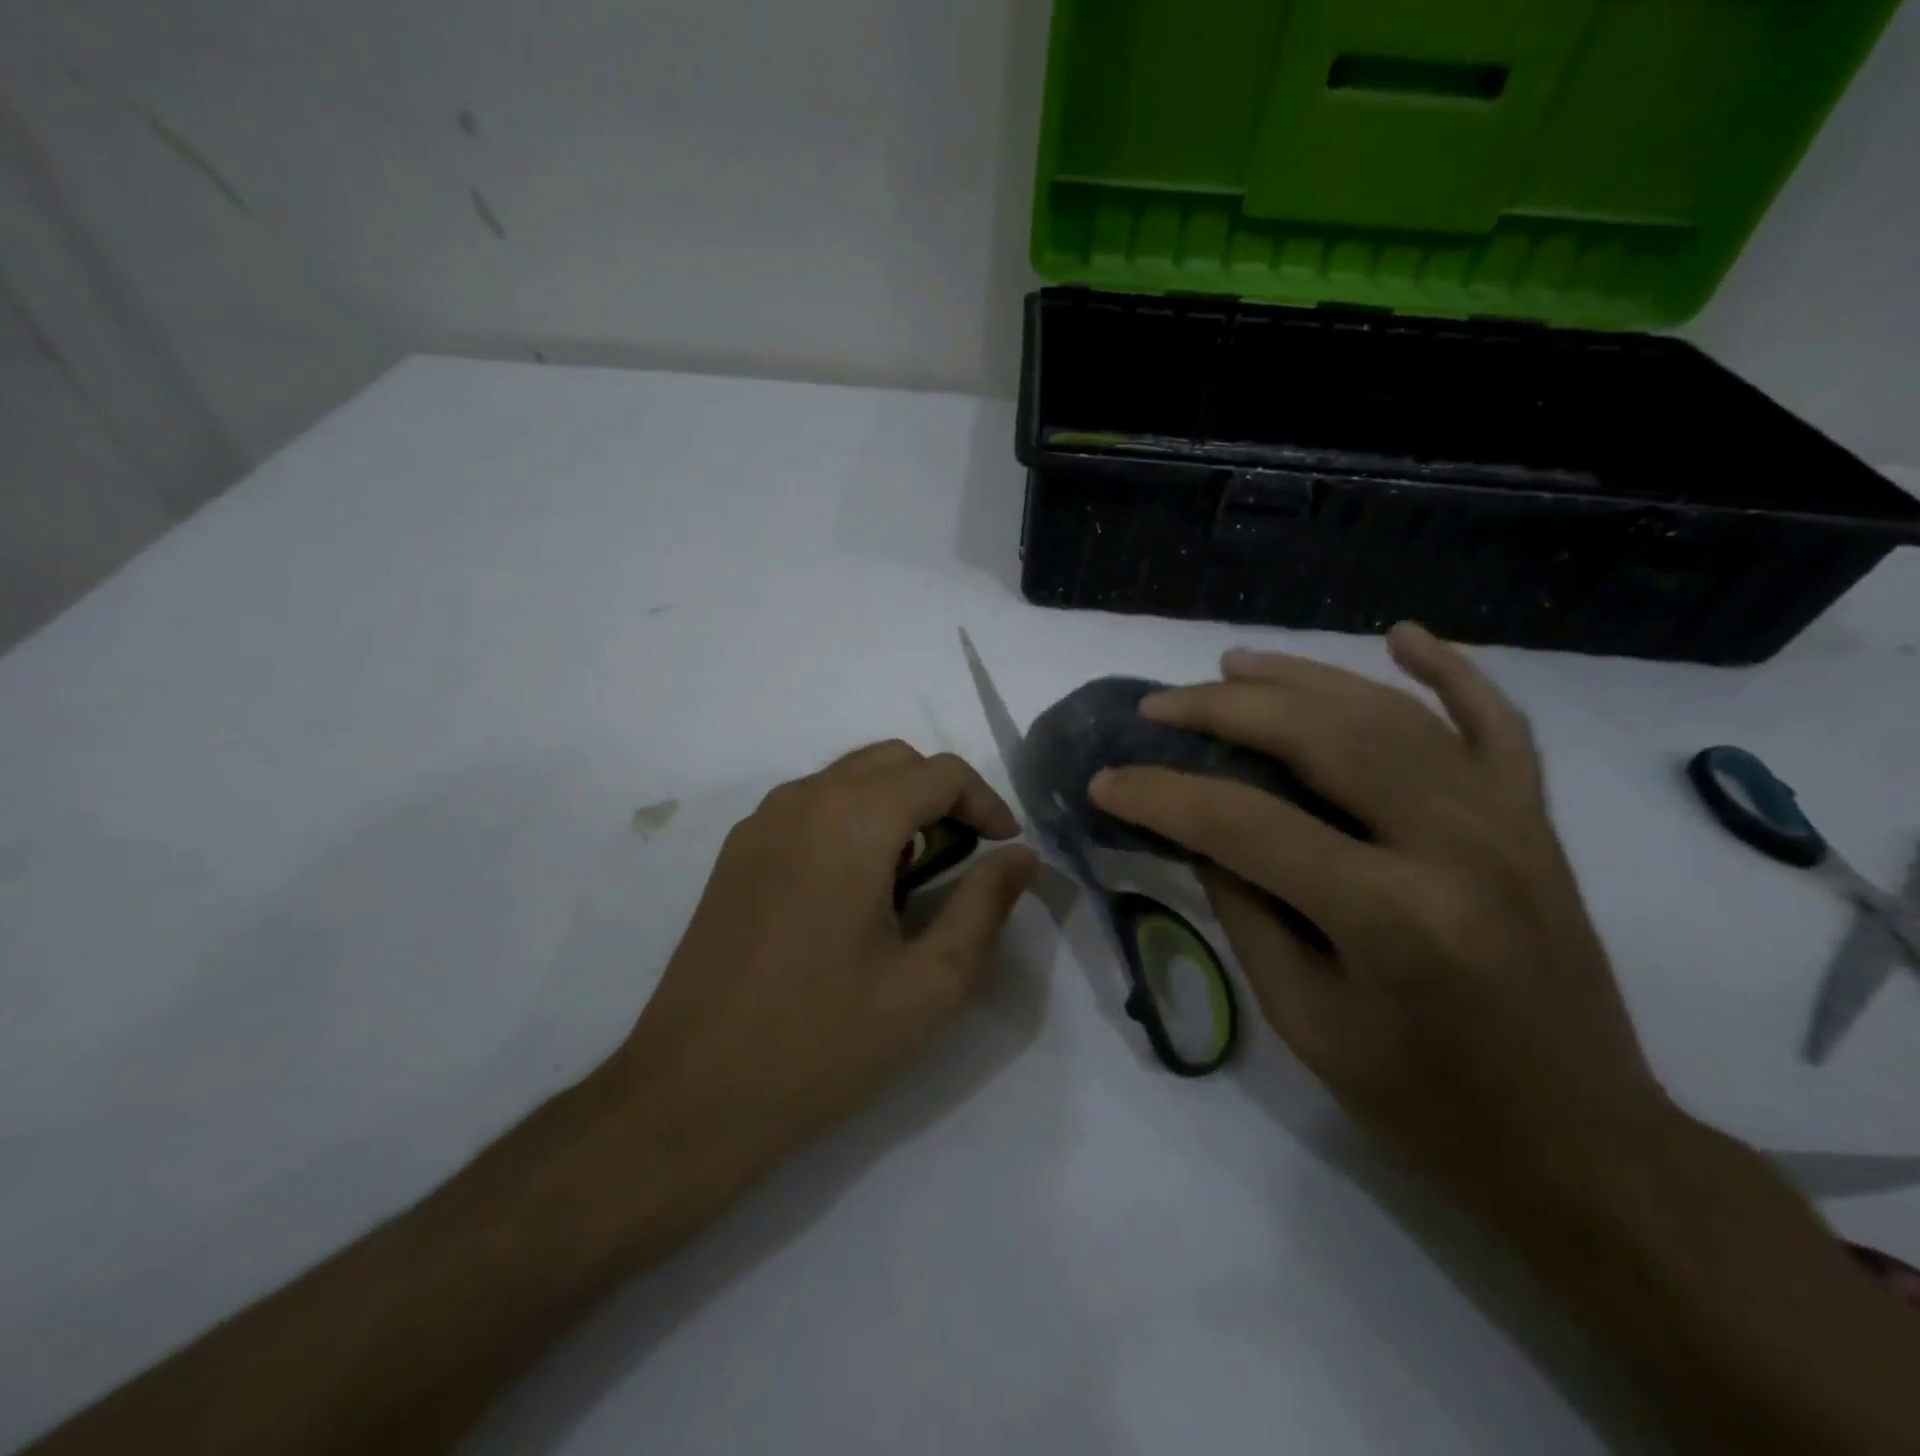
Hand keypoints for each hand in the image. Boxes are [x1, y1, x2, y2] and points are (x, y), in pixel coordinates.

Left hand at [612, 741, 1037, 1184]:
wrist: (691, 1094)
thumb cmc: (822, 1041)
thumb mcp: (928, 983)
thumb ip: (984, 906)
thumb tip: (1023, 856)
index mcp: (851, 820)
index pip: (941, 772)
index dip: (987, 802)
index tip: (1005, 850)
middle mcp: (801, 801)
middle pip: (893, 761)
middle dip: (942, 796)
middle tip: (966, 858)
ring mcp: (760, 823)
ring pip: (848, 777)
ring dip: (896, 806)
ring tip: (914, 877)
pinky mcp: (737, 852)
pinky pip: (810, 806)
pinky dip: (852, 820)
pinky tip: (855, 890)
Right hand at [1089, 624, 1664, 1210]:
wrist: (1581, 1144)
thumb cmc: (1423, 1103)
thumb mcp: (1302, 1017)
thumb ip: (1245, 908)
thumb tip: (1199, 829)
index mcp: (1393, 916)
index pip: (1245, 823)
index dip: (1161, 796)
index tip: (1105, 781)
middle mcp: (1456, 844)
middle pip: (1320, 737)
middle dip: (1223, 711)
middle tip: (1158, 707)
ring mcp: (1506, 820)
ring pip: (1388, 712)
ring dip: (1299, 679)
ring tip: (1228, 666)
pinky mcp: (1533, 819)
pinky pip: (1494, 721)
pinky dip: (1448, 670)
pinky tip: (1400, 635)